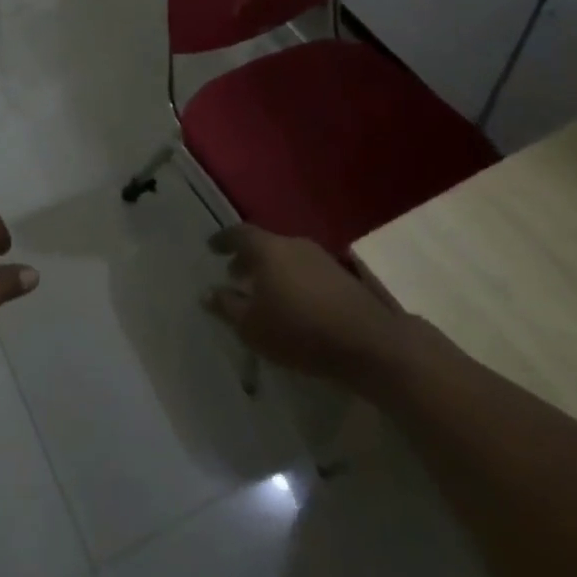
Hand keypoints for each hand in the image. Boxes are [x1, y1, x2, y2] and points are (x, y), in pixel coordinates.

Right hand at [204, 224, 407, 385]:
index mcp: (269, 250)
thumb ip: (227, 307)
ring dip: (271, 271)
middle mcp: (294, 244)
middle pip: (265, 244)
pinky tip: (291, 303)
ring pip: (287, 257)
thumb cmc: (299, 331)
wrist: (368, 343)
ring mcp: (322, 258)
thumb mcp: (252, 327)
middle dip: (248, 258)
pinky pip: (306, 270)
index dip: (223, 240)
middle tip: (235, 275)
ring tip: (262, 293)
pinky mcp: (343, 276)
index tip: (212, 248)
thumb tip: (208, 293)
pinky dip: (292, 280)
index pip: (239, 234)